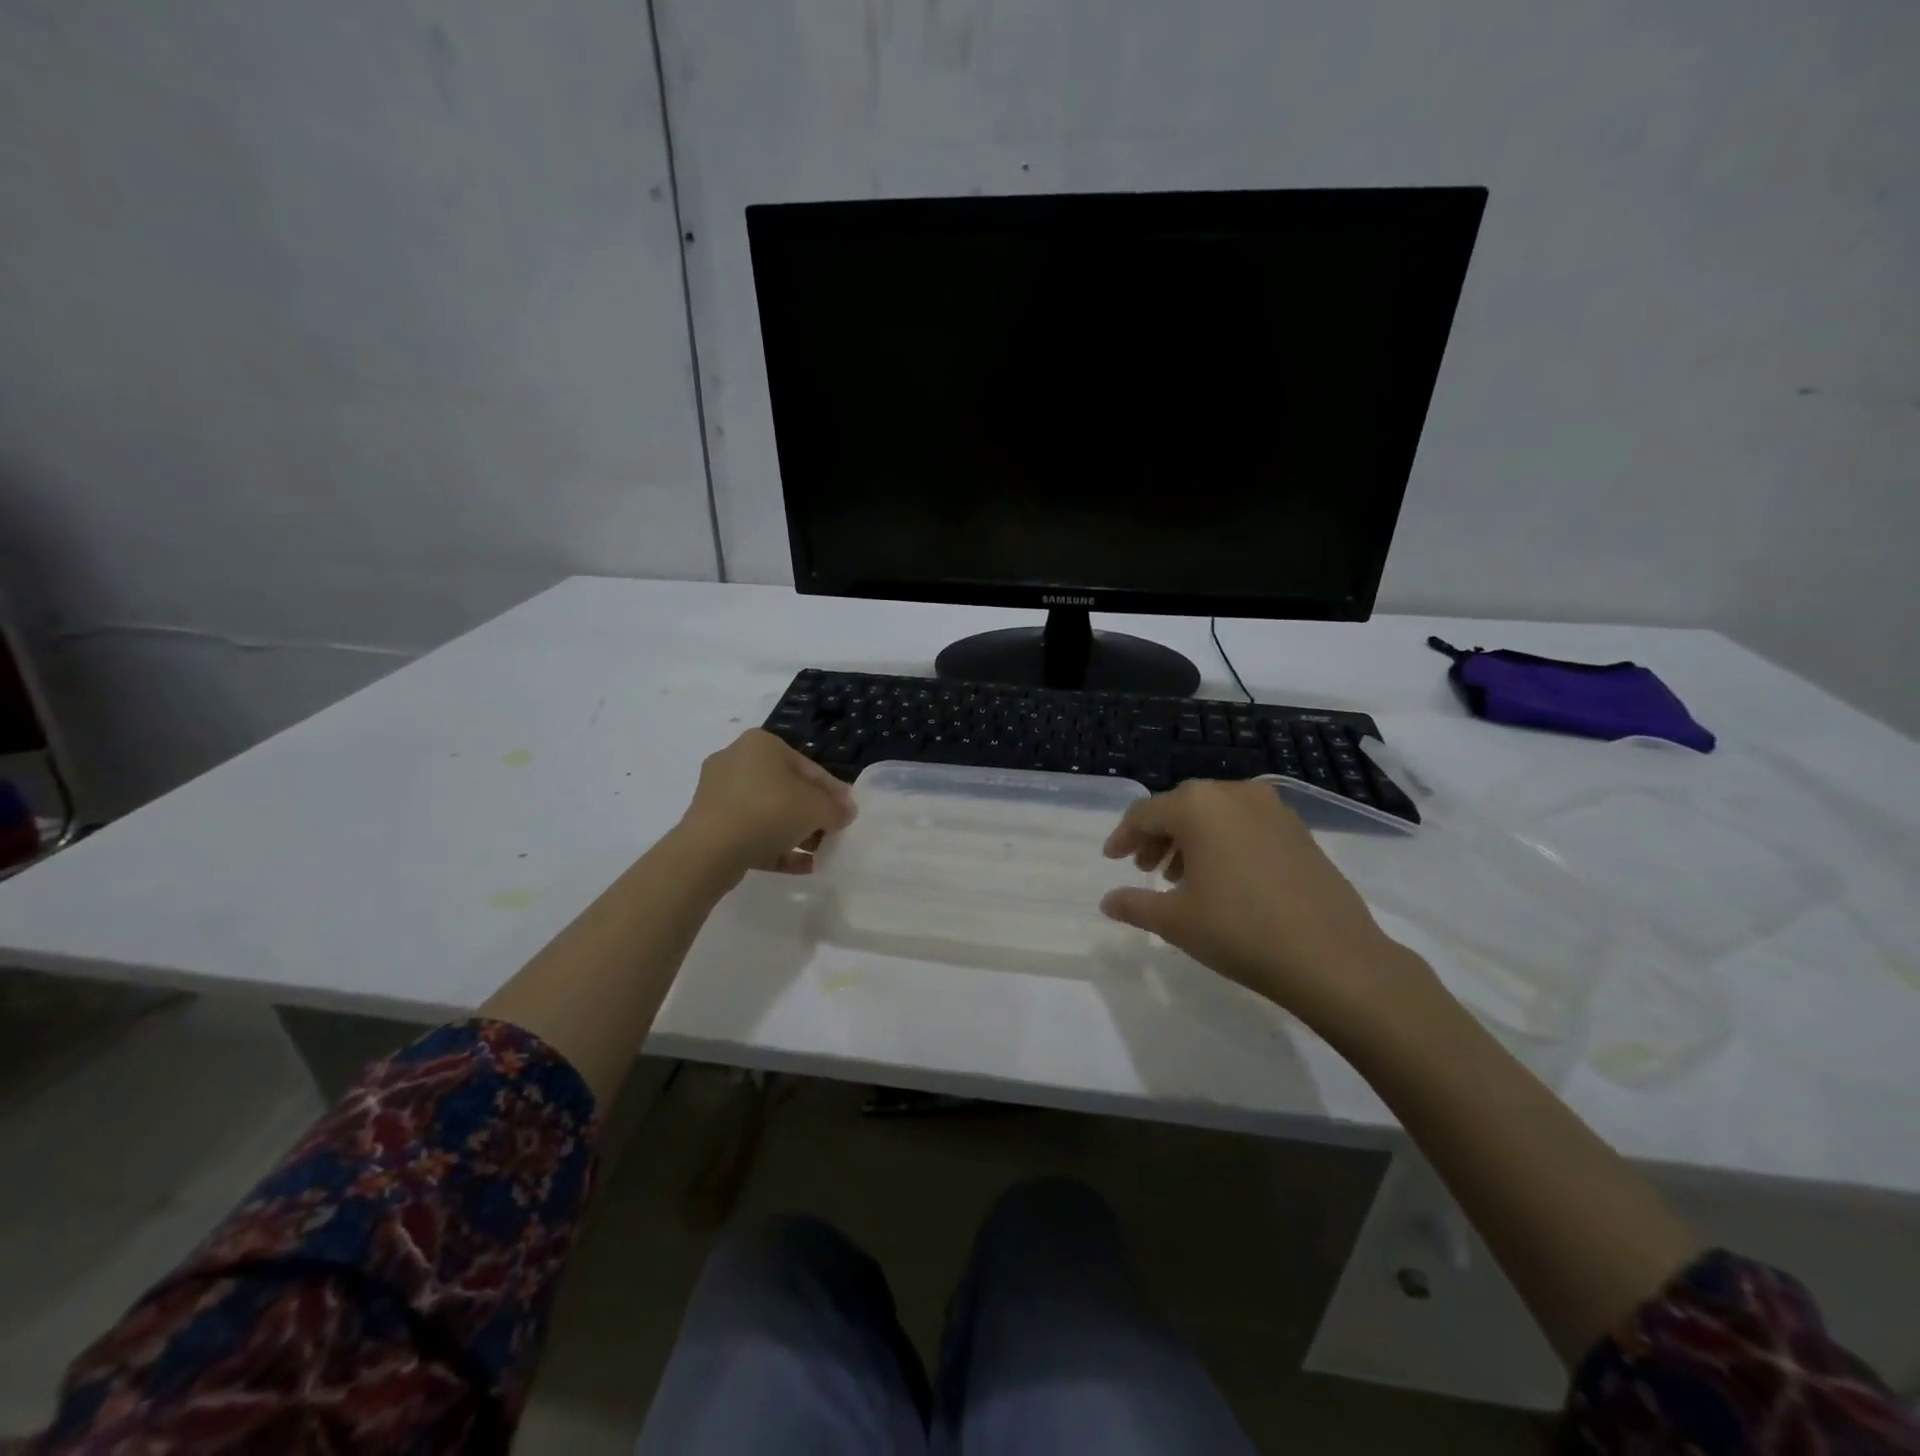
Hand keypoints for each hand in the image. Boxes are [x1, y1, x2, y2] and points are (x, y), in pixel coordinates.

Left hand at [674, 729, 856, 882]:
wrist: (711, 849)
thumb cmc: (770, 811)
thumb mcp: (817, 808)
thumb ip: (836, 808)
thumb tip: (845, 813)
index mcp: (762, 744)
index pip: (809, 767)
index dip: (833, 792)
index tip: (848, 813)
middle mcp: (736, 760)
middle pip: (787, 789)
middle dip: (812, 814)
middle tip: (832, 833)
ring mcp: (718, 793)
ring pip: (767, 812)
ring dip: (795, 832)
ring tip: (817, 853)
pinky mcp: (709, 824)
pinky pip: (750, 832)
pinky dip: (775, 846)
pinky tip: (800, 866)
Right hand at [1099, 779, 1426, 1032]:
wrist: (1332, 958)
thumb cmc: (1239, 931)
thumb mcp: (1175, 921)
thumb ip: (1134, 904)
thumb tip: (1108, 902)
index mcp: (1198, 806)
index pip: (1146, 813)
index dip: (1124, 837)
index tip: (1112, 859)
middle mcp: (1234, 794)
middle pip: (1181, 808)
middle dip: (1158, 837)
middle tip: (1145, 869)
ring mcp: (1272, 809)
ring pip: (1215, 815)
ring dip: (1191, 840)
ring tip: (1181, 878)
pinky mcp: (1298, 830)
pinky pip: (1245, 825)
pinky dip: (1224, 842)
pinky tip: (1223, 879)